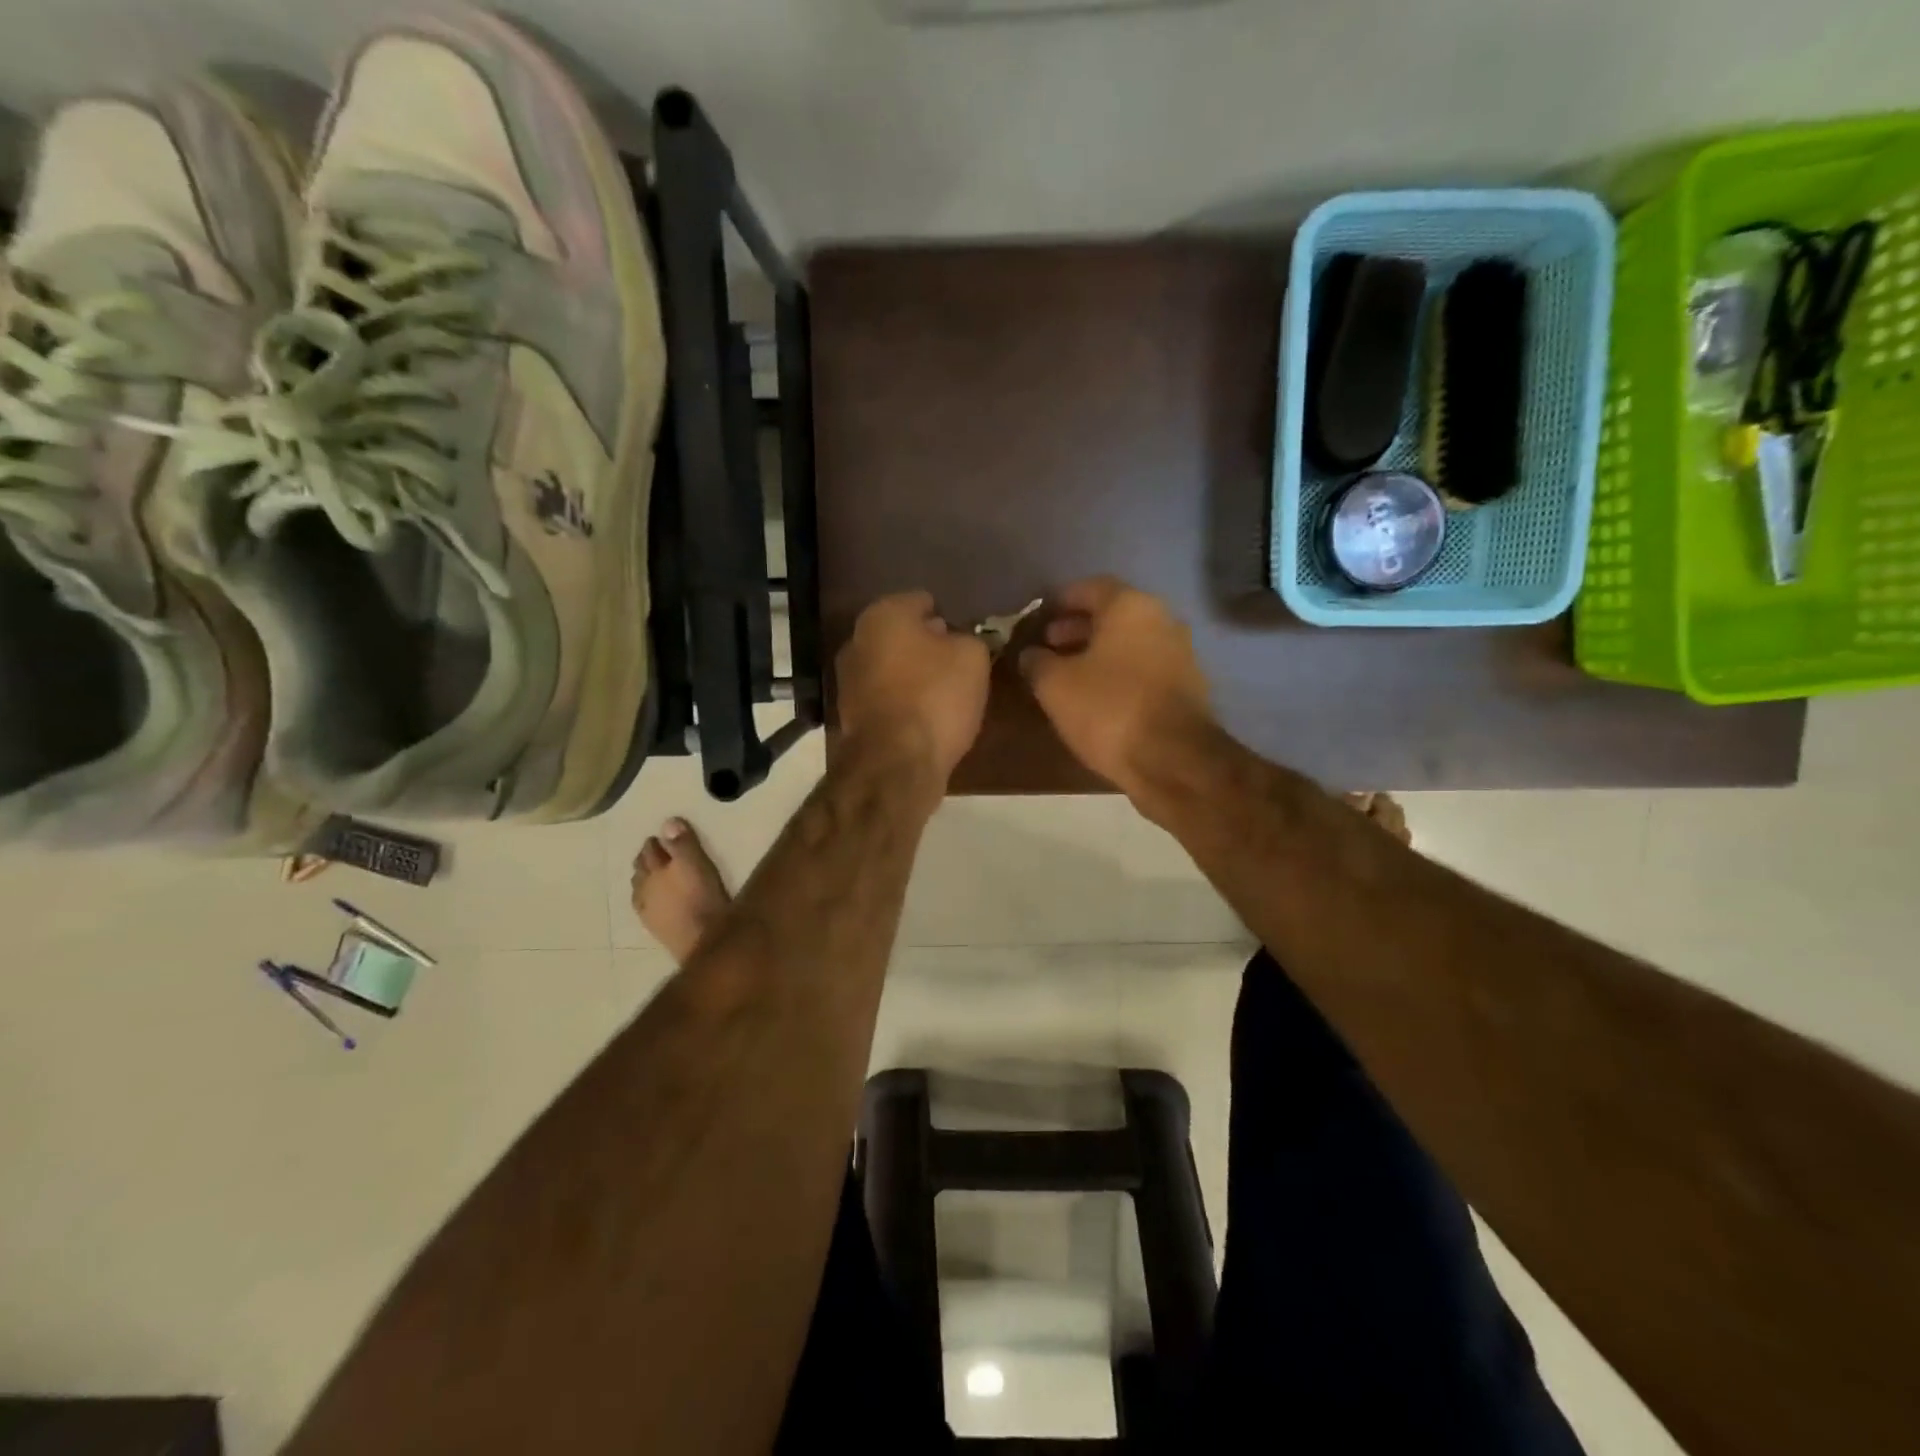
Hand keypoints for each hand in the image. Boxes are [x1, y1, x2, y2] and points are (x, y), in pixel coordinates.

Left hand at [836, 591, 990, 789]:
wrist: (896, 763)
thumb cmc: (936, 696)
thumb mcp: (973, 657)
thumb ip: (968, 638)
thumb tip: (958, 641)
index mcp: (883, 614)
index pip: (921, 600)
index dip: (947, 615)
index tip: (966, 634)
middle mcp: (857, 640)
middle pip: (901, 634)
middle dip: (926, 644)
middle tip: (957, 661)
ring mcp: (848, 680)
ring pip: (891, 667)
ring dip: (913, 674)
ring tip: (945, 692)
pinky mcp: (850, 715)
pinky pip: (886, 697)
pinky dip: (903, 701)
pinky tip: (925, 715)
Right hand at [1019, 577, 1212, 796]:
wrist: (1172, 759)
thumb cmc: (1108, 709)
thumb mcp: (1055, 685)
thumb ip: (1037, 662)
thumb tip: (1030, 654)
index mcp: (1130, 606)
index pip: (1089, 588)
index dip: (1059, 601)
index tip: (1038, 618)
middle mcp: (1162, 619)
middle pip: (1113, 614)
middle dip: (1078, 627)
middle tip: (1049, 645)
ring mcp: (1180, 653)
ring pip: (1130, 642)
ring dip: (1098, 652)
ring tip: (1067, 674)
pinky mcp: (1187, 686)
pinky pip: (1144, 667)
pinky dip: (1119, 672)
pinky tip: (1097, 696)